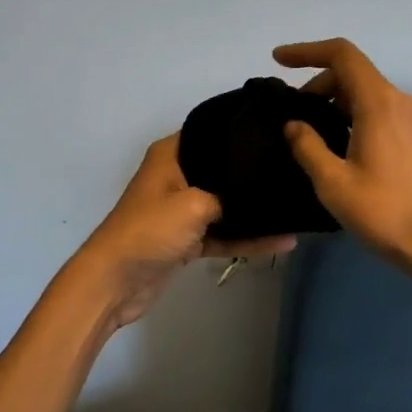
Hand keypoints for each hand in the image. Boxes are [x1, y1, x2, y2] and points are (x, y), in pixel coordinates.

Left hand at [74, 134, 293, 330]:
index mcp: (171, 155)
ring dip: (254, 211)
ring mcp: (182, 210)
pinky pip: (224, 234)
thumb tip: (258, 192)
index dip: (239, 131)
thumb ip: (228, 195)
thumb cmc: (151, 230)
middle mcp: (177, 176)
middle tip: (294, 166)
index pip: (210, 132)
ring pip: (225, 205)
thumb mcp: (194, 204)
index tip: (276, 130)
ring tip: (294, 205)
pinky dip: (247, 239)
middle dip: (252, 172)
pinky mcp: (187, 240)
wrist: (116, 281)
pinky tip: (282, 241)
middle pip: (221, 169)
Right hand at [274, 39, 411, 296]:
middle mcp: (396, 101)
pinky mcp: (410, 135)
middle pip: (351, 71)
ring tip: (306, 129)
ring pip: (362, 90)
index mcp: (377, 103)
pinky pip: (373, 108)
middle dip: (315, 82)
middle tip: (290, 113)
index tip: (277, 61)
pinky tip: (332, 142)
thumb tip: (293, 124)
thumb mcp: (333, 182)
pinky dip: (347, 112)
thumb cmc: (383, 212)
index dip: (306, 51)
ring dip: (331, 99)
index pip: (341, 55)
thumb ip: (307, 146)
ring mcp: (407, 118)